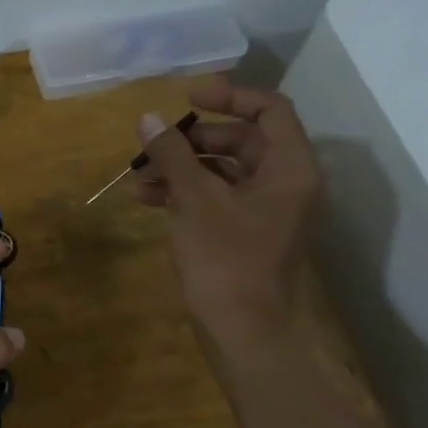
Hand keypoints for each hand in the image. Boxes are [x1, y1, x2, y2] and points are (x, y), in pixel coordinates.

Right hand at [133, 76, 321, 335]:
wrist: (243, 331)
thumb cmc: (225, 259)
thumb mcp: (195, 199)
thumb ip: (172, 155)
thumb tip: (149, 119)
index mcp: (290, 168)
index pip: (269, 110)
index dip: (229, 96)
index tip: (187, 97)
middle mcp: (285, 183)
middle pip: (241, 141)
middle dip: (191, 140)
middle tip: (154, 145)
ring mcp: (266, 211)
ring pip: (222, 172)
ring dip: (180, 169)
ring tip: (137, 177)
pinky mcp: (246, 233)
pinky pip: (216, 199)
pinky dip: (185, 194)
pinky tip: (146, 199)